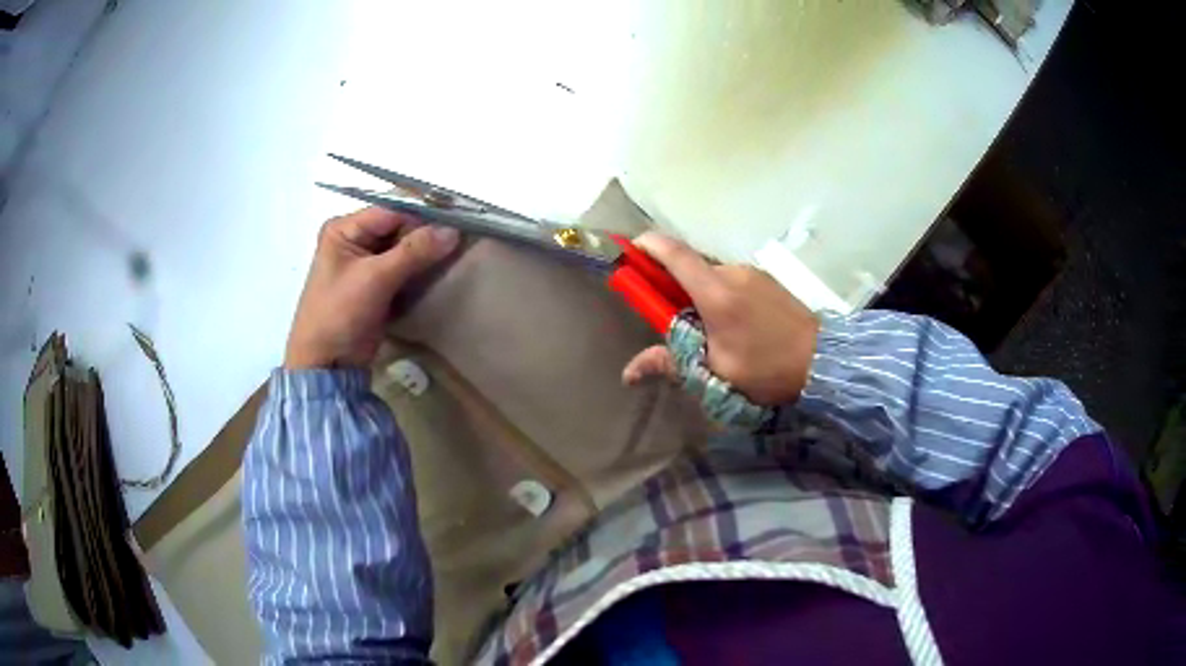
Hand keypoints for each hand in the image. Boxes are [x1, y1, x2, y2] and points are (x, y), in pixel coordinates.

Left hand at [285, 207, 458, 368]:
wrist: (327, 364)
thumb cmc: (339, 314)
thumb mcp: (374, 279)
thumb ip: (413, 252)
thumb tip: (453, 232)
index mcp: (344, 229)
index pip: (391, 211)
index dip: (423, 216)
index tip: (456, 223)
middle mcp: (354, 240)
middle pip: (399, 228)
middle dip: (426, 236)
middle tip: (459, 243)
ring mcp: (366, 264)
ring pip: (404, 249)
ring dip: (426, 255)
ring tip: (456, 257)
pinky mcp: (377, 286)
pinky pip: (404, 270)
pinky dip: (420, 272)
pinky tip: (441, 274)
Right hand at [622, 232, 819, 404]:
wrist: (823, 361)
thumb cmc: (767, 368)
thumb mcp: (716, 372)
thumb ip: (671, 364)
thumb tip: (628, 374)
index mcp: (716, 292)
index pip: (675, 255)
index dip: (648, 246)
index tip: (630, 249)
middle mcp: (733, 272)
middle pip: (691, 267)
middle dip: (672, 284)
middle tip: (669, 318)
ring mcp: (753, 273)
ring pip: (712, 276)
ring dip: (699, 293)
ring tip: (707, 330)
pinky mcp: (768, 280)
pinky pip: (732, 280)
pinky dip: (720, 294)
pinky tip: (733, 325)